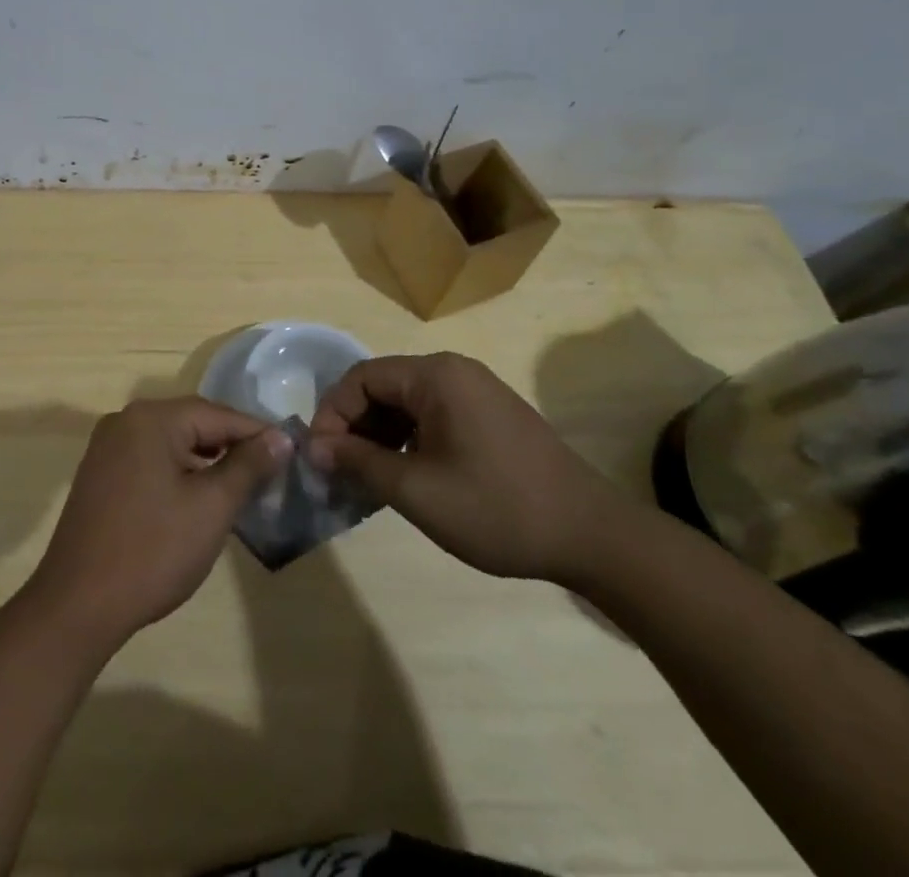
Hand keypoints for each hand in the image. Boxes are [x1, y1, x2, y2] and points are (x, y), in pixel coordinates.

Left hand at [25, 397, 292, 650]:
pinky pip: (150, 459)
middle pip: (192, 423)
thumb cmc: (153, 551)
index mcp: (151, 418)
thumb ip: (248, 466)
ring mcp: (107, 447)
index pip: (217, 414)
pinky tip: (198, 498)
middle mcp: (125, 420)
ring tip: (241, 487)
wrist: (78, 604)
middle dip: (232, 446)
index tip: (291, 453)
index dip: (257, 433)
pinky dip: (178, 472)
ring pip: (172, 442)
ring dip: (206, 460)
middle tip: (270, 473)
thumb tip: (281, 436)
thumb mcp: (211, 507)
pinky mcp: (100, 474)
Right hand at [307, 352, 630, 583]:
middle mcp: (454, 372)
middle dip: (354, 427)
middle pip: (383, 387)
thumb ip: (360, 463)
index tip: (320, 458)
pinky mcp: (490, 415)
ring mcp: (476, 392)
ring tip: (366, 480)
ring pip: (407, 403)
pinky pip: (432, 416)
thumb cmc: (498, 508)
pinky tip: (404, 476)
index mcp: (436, 376)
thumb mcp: (418, 490)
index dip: (332, 414)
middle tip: (338, 472)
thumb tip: (315, 449)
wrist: (594, 536)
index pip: (361, 378)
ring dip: (380, 436)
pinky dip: (408, 441)